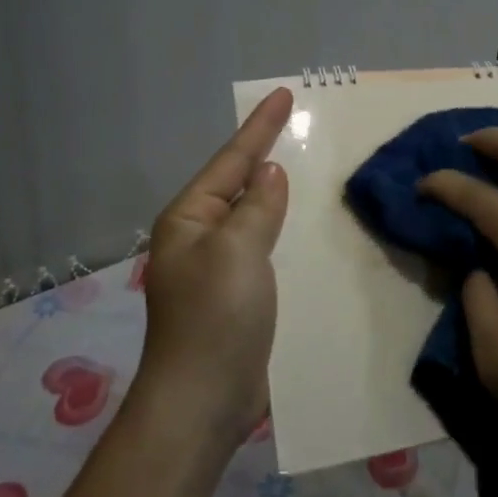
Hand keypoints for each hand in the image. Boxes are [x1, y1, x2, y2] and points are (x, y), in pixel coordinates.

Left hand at [134, 87, 291, 448]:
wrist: (202, 403)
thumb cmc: (215, 317)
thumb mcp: (238, 250)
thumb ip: (257, 206)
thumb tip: (269, 173)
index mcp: (190, 218)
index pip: (232, 159)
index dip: (260, 126)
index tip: (284, 93)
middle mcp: (199, 236)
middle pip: (239, 183)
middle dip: (267, 153)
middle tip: (299, 124)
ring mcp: (217, 268)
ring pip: (254, 215)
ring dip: (278, 192)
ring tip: (307, 166)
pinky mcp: (237, 295)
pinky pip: (264, 247)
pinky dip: (284, 229)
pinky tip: (306, 225)